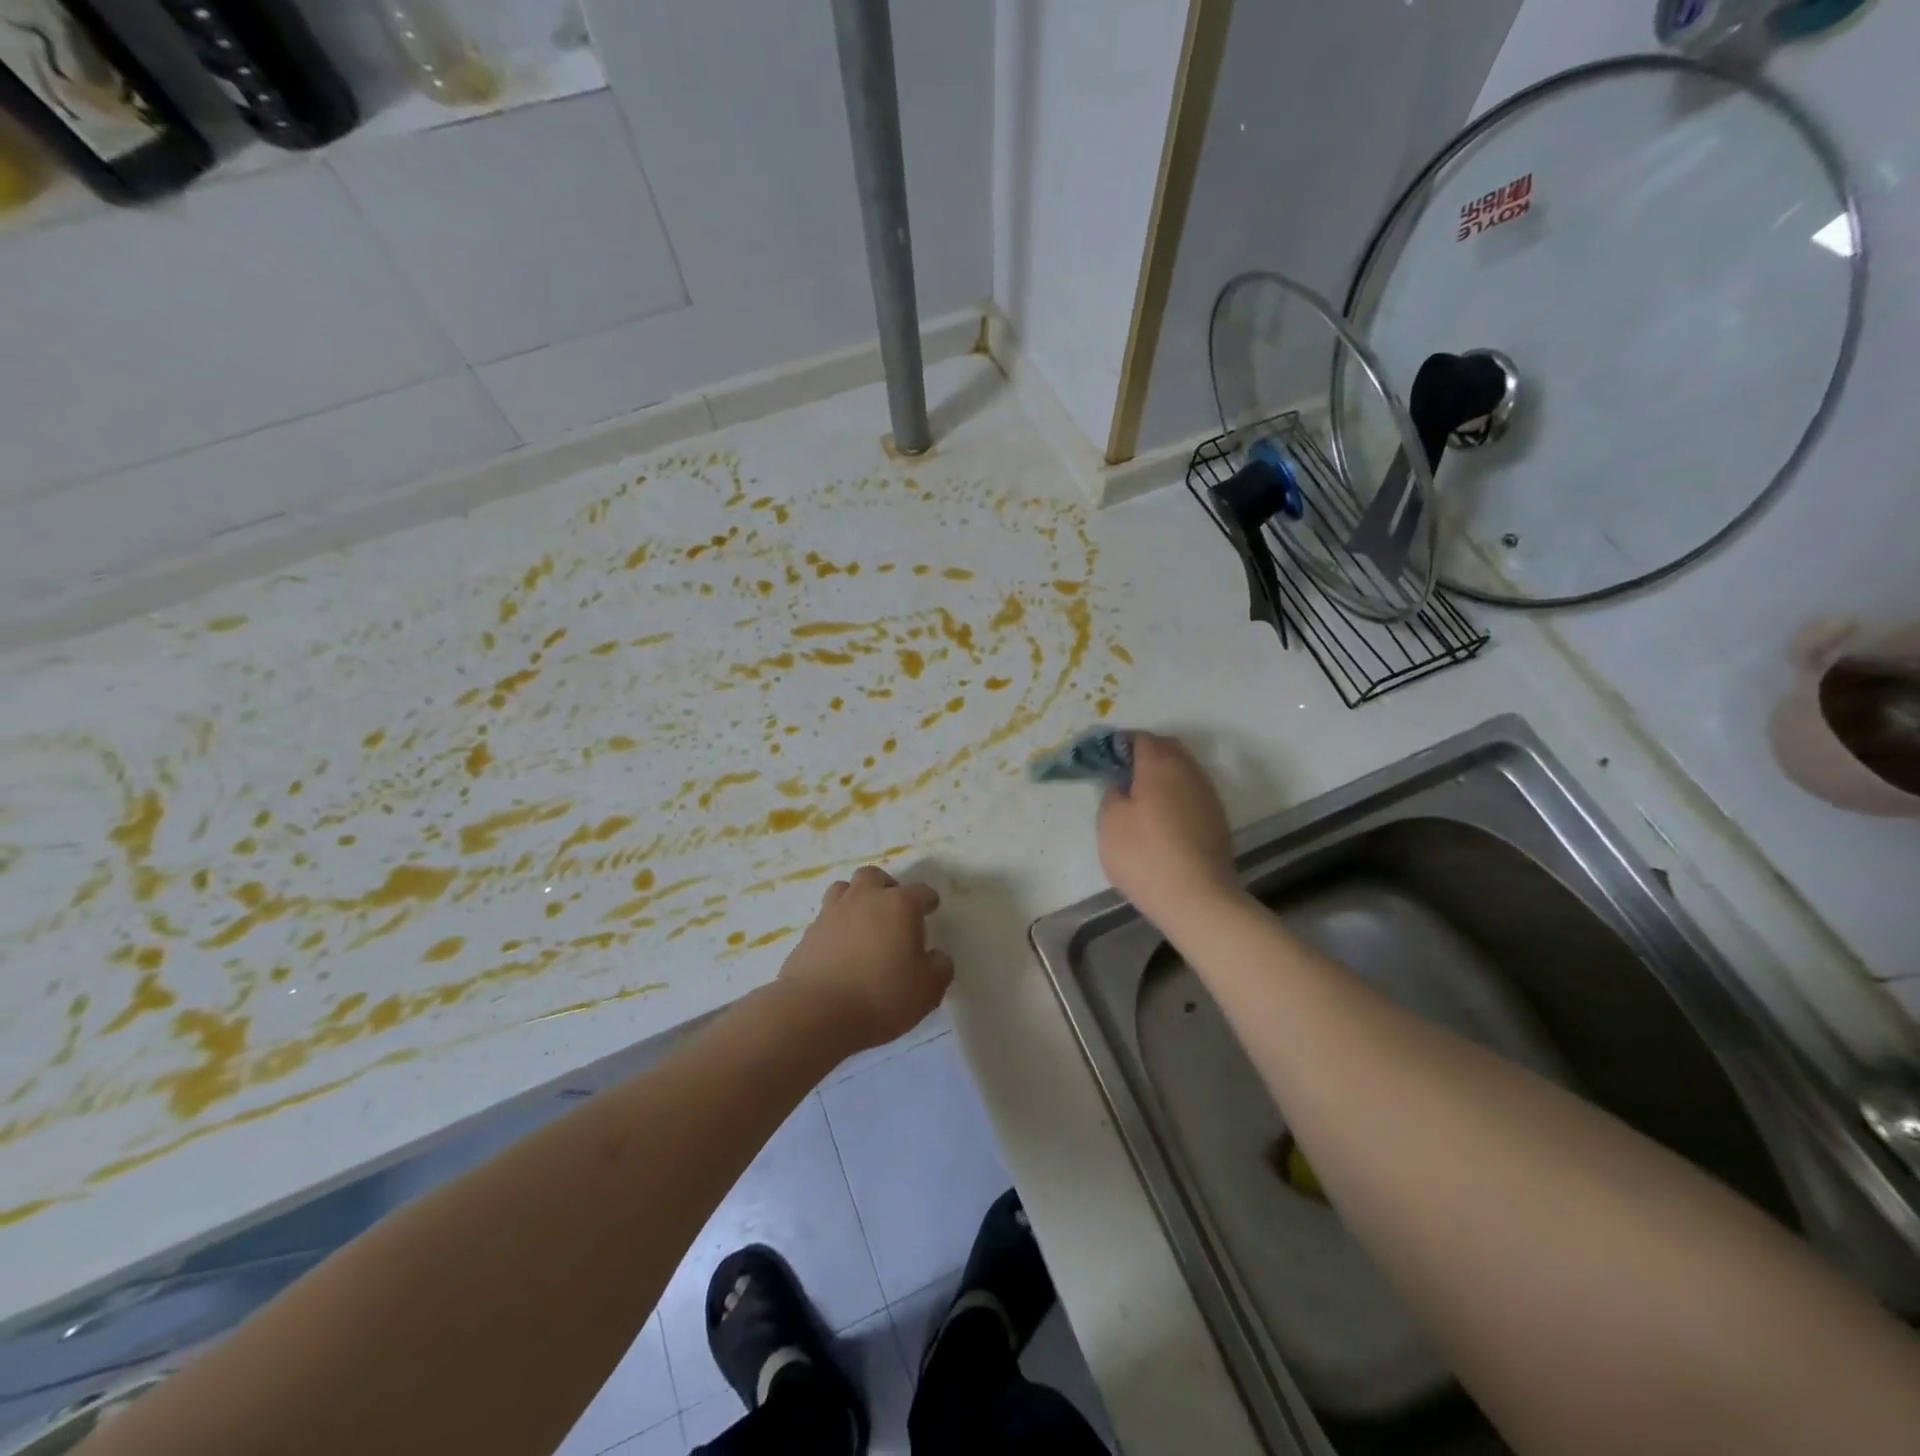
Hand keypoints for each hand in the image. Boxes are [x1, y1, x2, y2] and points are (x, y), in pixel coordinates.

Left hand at [779, 866, 953, 1053]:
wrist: (816, 1012)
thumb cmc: (881, 996)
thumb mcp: (928, 990)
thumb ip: (939, 968)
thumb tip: (936, 956)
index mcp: (899, 905)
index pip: (920, 891)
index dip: (928, 900)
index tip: (931, 909)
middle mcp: (864, 899)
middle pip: (874, 876)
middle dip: (886, 887)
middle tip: (893, 910)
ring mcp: (831, 913)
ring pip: (843, 889)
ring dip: (856, 899)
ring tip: (863, 922)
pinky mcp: (808, 934)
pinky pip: (825, 919)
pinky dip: (835, 927)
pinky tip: (840, 949)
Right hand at [1097, 732, 1239, 928]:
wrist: (1197, 897)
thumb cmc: (1144, 855)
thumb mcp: (1109, 822)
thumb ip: (1112, 794)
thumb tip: (1122, 786)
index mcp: (1159, 764)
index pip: (1141, 738)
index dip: (1121, 744)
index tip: (1106, 760)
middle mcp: (1188, 771)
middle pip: (1167, 748)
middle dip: (1146, 754)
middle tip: (1124, 775)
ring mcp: (1208, 794)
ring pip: (1184, 770)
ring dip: (1164, 774)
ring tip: (1143, 797)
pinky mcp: (1218, 818)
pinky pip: (1193, 792)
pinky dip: (1177, 794)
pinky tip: (1164, 818)